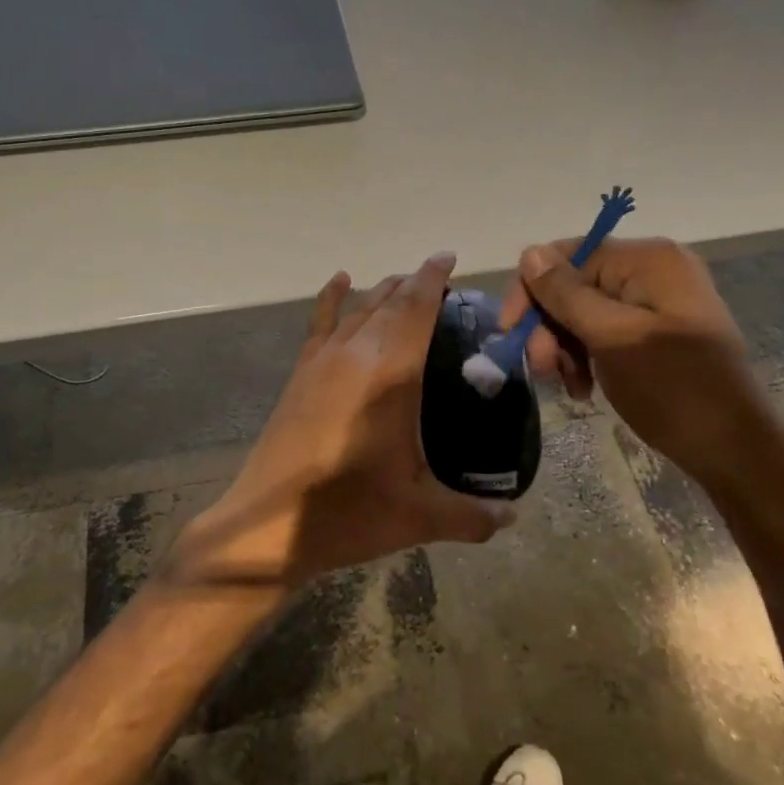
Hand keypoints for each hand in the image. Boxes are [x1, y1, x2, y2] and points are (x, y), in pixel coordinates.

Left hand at [169, 253, 514, 597]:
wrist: (270, 526)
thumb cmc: (349, 512)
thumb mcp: (420, 516)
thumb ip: (473, 515)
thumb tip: (514, 516)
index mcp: (391, 375)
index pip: (417, 309)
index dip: (433, 279)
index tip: (448, 258)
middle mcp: (357, 354)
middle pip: (389, 302)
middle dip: (414, 284)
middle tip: (439, 281)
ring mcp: (323, 360)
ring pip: (359, 308)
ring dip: (383, 291)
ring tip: (404, 285)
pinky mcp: (301, 373)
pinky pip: (320, 322)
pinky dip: (331, 297)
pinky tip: (340, 280)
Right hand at [500, 236, 771, 487]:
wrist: (736, 450)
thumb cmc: (674, 388)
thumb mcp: (612, 338)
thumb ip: (566, 294)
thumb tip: (529, 253)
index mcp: (647, 259)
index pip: (568, 256)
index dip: (533, 291)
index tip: (511, 334)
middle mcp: (653, 270)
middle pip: (574, 284)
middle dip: (550, 326)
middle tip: (543, 370)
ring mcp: (657, 301)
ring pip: (584, 311)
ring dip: (564, 346)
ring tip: (567, 385)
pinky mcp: (657, 331)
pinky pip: (605, 330)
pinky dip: (586, 355)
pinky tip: (584, 387)